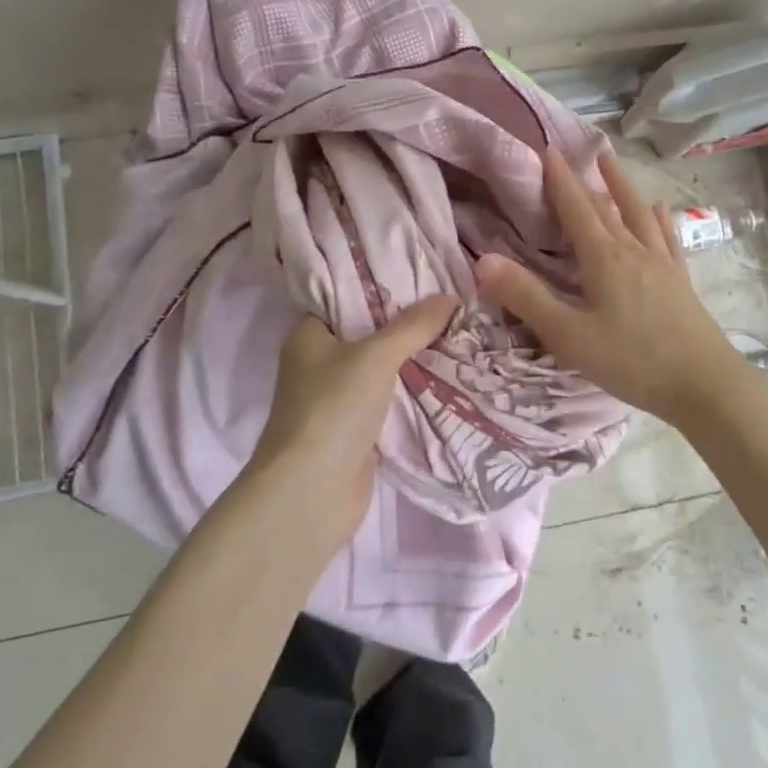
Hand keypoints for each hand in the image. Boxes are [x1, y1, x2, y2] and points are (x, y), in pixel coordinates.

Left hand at [249, 295, 457, 554]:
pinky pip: (390, 399)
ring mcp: (337, 399)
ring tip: (459, 332)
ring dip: (413, 358)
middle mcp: (319, 363)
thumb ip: (413, 325)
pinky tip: (447, 375)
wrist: (311, 494)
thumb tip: (451, 296)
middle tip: (451, 301)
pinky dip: (413, 391)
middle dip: (407, 322)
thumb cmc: (332, 409)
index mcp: (308, 335)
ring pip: (382, 368)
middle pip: (368, 332)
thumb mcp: (376, 356)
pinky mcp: (356, 430)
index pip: (345, 296)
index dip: (381, 285)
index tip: (423, 272)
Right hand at [474, 148, 746, 427]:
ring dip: (622, 187)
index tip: (548, 149)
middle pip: (606, 207)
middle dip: (586, 179)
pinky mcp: (680, 281)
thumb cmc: (631, 360)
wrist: (704, 384)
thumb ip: (526, 297)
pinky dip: (659, 219)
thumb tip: (484, 260)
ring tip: (611, 163)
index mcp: (604, 258)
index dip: (560, 179)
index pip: (576, 209)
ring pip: (638, 214)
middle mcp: (633, 250)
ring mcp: (661, 264)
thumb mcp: (569, 335)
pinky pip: (667, 239)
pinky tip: (660, 210)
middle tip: (575, 152)